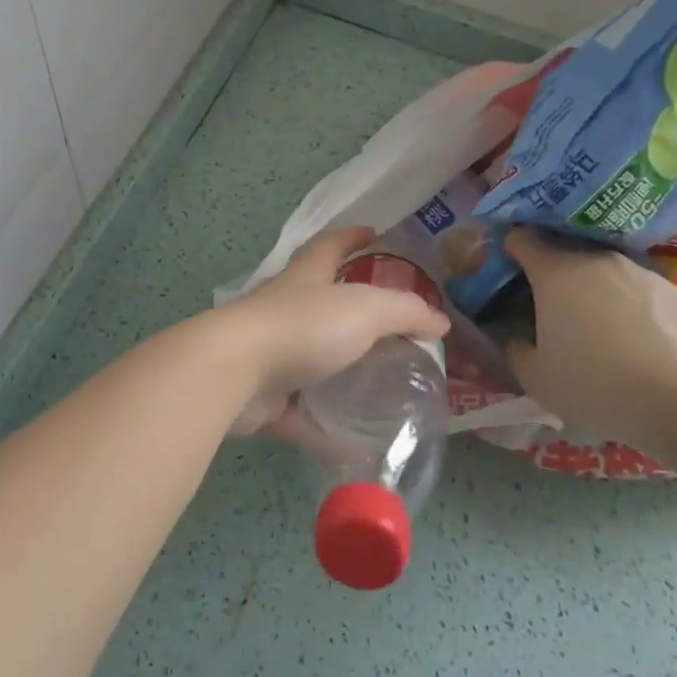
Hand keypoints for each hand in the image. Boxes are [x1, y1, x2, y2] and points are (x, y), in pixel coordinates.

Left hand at [220, 226, 449, 432]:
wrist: (237, 372)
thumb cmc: (303, 327)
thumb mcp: (365, 310)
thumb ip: (405, 312)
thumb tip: (439, 322)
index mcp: (306, 279)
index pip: (330, 245)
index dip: (351, 237)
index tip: (371, 232)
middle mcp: (285, 310)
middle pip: (318, 302)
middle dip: (348, 308)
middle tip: (388, 326)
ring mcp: (271, 353)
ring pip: (309, 359)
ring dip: (337, 369)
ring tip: (375, 385)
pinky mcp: (262, 396)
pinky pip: (299, 412)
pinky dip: (322, 426)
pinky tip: (350, 444)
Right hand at [503, 229, 676, 450]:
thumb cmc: (595, 383)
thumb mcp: (537, 378)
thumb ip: (517, 352)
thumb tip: (518, 340)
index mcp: (556, 272)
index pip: (524, 239)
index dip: (513, 249)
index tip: (511, 268)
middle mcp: (598, 260)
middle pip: (569, 256)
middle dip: (558, 277)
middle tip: (556, 312)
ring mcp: (644, 273)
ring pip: (611, 276)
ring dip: (601, 295)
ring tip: (606, 334)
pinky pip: (648, 297)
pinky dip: (640, 313)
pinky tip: (647, 348)